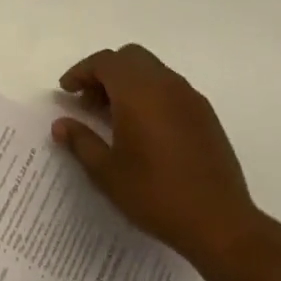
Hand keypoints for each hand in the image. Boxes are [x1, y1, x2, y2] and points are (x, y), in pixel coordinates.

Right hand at [52, 44, 263, 263]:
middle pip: (129, 58)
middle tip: (89, 101)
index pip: (104, 62)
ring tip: (114, 117)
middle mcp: (165, 84)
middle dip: (105, 72)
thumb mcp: (107, 172)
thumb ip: (81, 141)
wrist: (220, 223)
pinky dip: (151, 94)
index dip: (81, 72)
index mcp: (138, 91)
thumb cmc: (155, 194)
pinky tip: (145, 129)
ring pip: (152, 70)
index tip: (67, 91)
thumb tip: (61, 124)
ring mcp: (190, 97)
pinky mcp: (206, 114)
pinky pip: (171, 88)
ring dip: (129, 82)